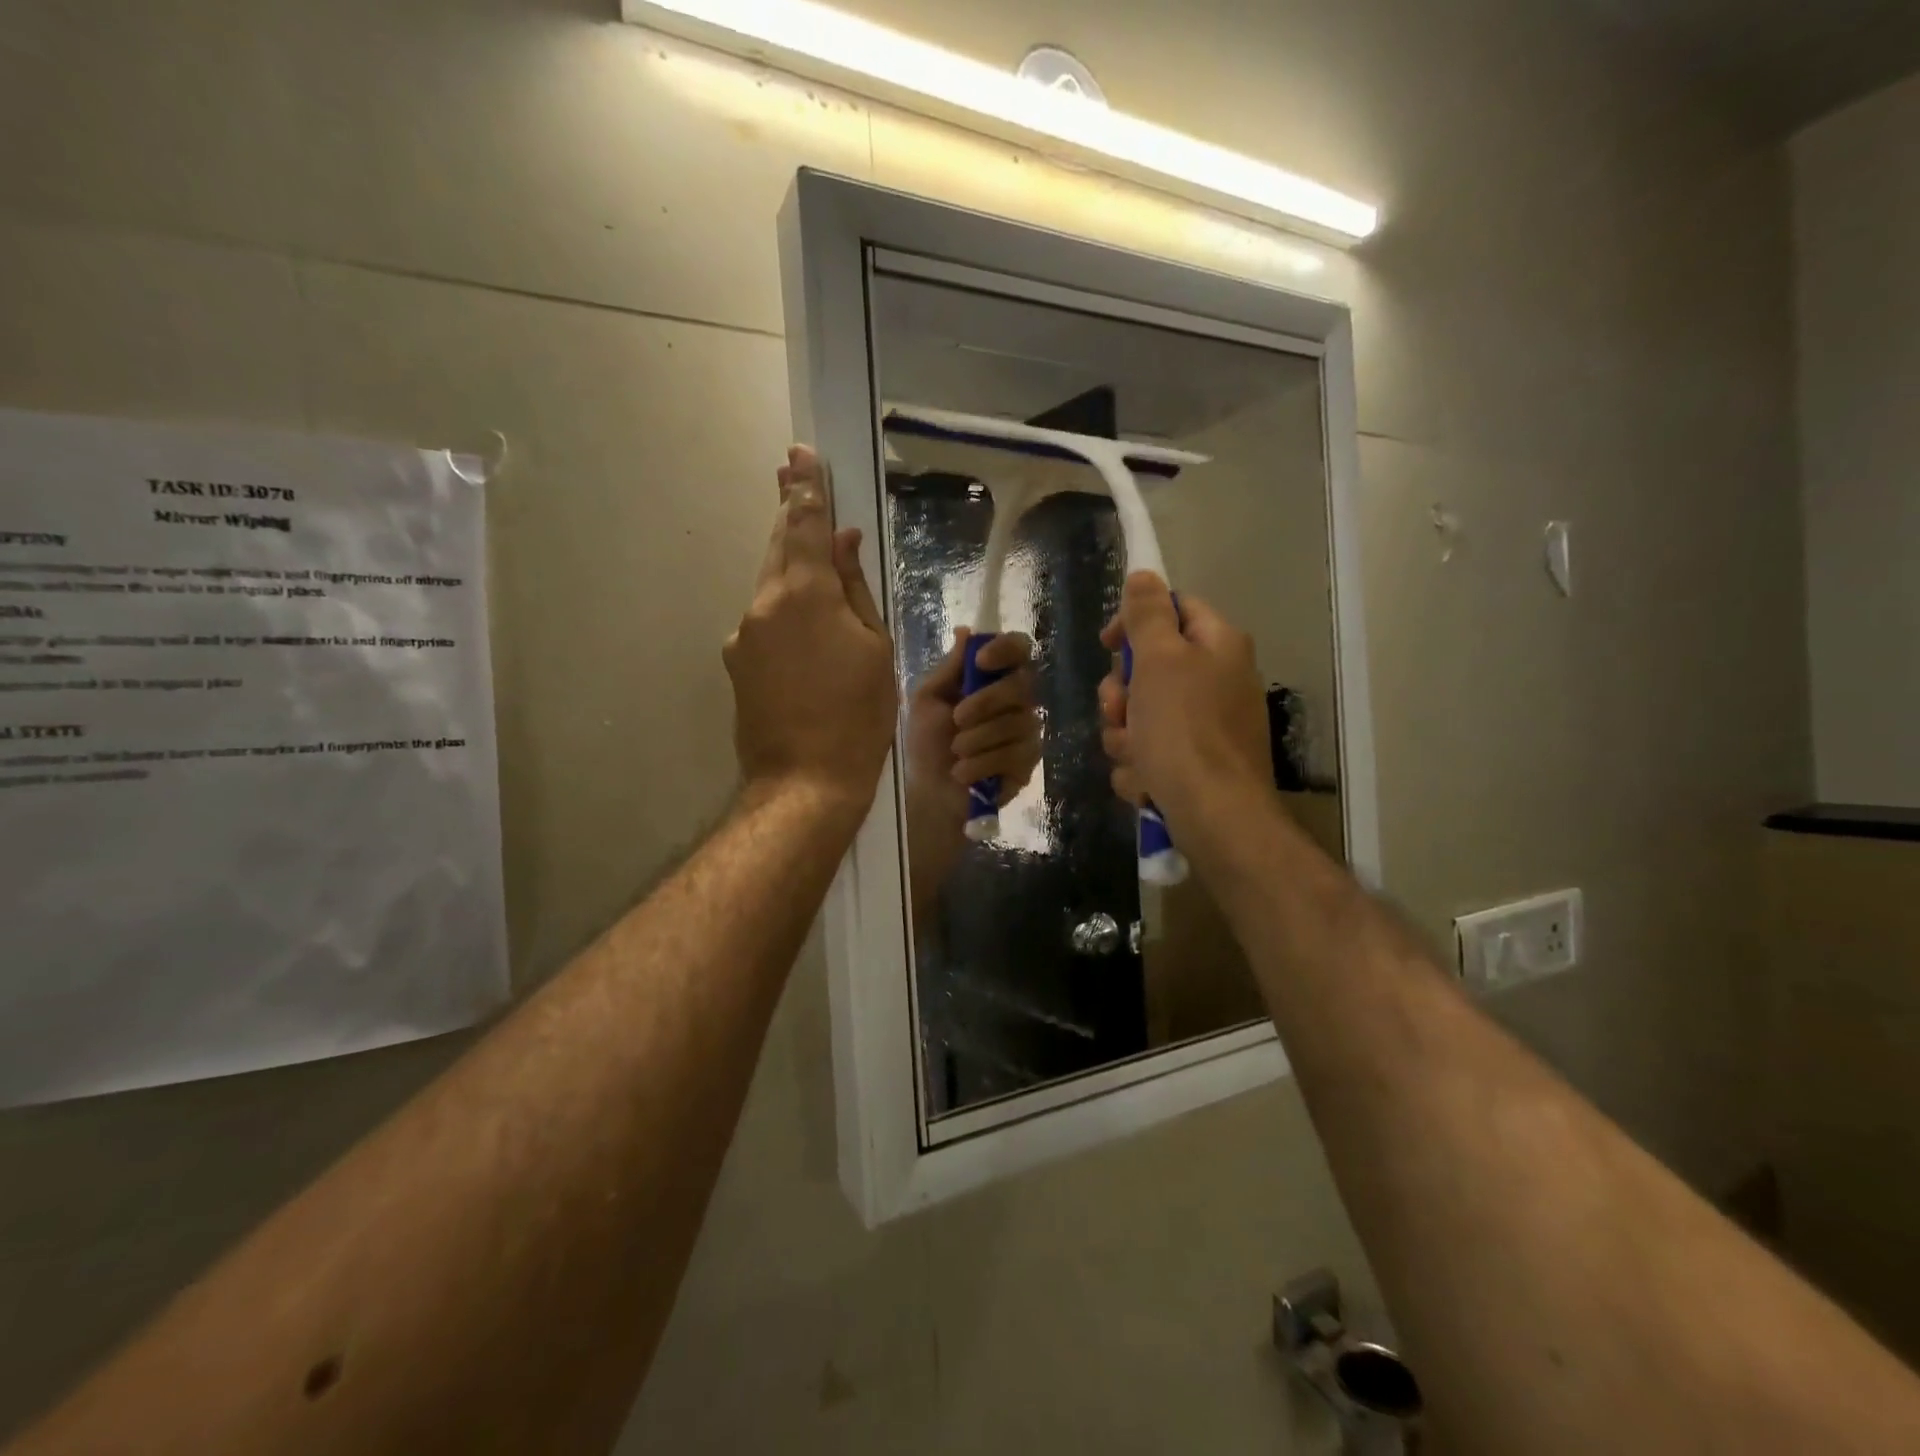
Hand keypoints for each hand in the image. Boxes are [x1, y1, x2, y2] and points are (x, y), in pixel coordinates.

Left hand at [724, 446, 896, 813]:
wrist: (805, 782)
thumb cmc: (858, 716)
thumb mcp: (874, 648)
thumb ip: (854, 589)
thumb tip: (842, 543)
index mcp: (804, 594)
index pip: (803, 524)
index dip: (805, 487)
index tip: (799, 453)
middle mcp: (763, 605)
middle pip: (777, 548)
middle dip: (789, 514)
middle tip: (792, 476)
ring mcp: (743, 636)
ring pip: (770, 587)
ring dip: (790, 569)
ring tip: (812, 562)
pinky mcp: (737, 665)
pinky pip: (765, 623)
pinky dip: (784, 613)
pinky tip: (806, 636)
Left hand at [904, 629, 1040, 818]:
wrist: (930, 791)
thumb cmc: (927, 742)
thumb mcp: (928, 700)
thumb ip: (949, 668)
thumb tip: (966, 630)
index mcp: (992, 678)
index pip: (1018, 648)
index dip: (1005, 649)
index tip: (981, 662)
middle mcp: (1017, 699)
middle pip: (1021, 685)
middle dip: (986, 702)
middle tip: (957, 719)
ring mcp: (1027, 730)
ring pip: (1017, 722)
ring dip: (978, 739)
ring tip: (956, 753)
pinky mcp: (1029, 761)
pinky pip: (1015, 754)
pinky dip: (983, 763)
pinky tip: (964, 773)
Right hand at [1097, 572, 1271, 831]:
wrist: (1215, 815)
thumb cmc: (1185, 730)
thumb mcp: (1159, 661)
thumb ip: (1148, 614)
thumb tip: (1144, 573)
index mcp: (1218, 645)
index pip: (1173, 609)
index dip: (1134, 622)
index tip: (1107, 645)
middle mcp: (1218, 680)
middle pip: (1149, 669)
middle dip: (1122, 696)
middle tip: (1120, 711)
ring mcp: (1207, 726)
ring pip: (1141, 716)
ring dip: (1125, 736)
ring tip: (1136, 755)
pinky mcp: (1195, 764)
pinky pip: (1150, 753)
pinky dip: (1141, 767)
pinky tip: (1147, 781)